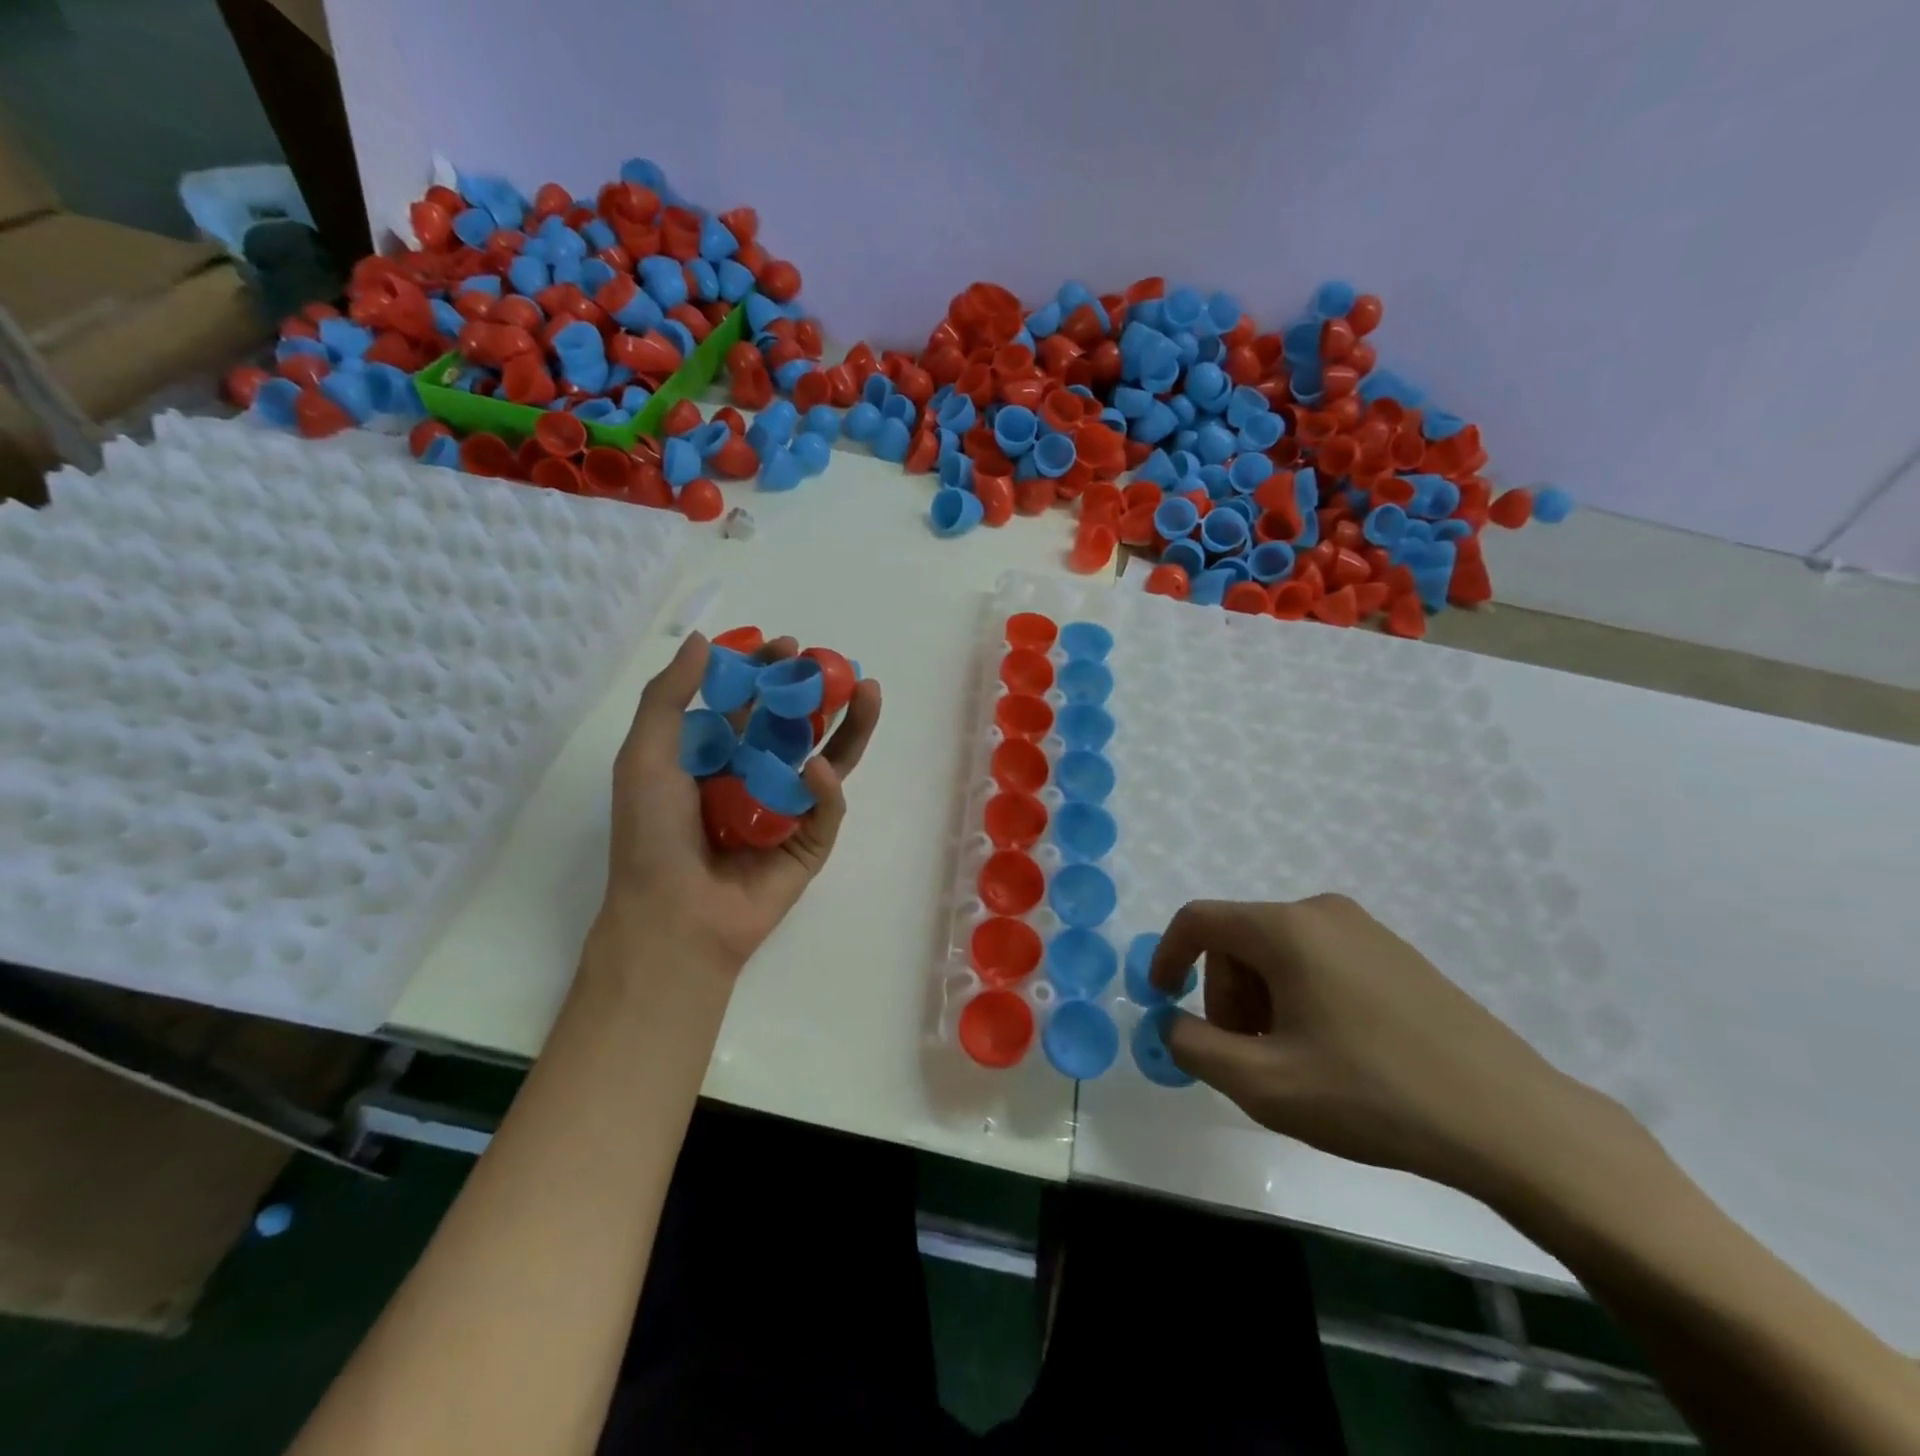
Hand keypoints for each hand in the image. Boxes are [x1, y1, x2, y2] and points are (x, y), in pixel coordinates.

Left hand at [599, 631, 881, 976]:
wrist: (672, 918)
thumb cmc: (652, 835)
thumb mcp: (645, 756)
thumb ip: (669, 696)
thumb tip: (704, 639)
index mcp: (717, 758)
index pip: (752, 705)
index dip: (769, 673)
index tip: (786, 645)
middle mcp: (756, 779)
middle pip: (798, 726)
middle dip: (818, 693)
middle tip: (836, 664)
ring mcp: (788, 812)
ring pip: (829, 760)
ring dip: (850, 727)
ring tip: (868, 692)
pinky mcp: (810, 845)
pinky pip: (826, 810)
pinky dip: (827, 789)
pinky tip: (820, 769)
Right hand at [1151, 895, 1625, 1200]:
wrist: (1511, 1121)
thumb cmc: (1374, 1095)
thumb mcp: (1265, 1084)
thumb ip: (1196, 1048)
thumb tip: (1170, 1023)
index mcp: (1286, 929)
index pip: (1199, 920)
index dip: (1166, 956)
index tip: (1161, 1001)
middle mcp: (1322, 912)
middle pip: (1239, 940)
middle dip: (1225, 995)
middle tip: (1246, 1058)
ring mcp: (1365, 929)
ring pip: (1279, 954)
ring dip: (1262, 1002)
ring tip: (1293, 1063)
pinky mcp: (1396, 954)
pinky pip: (1319, 961)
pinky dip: (1301, 998)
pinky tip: (1334, 1053)